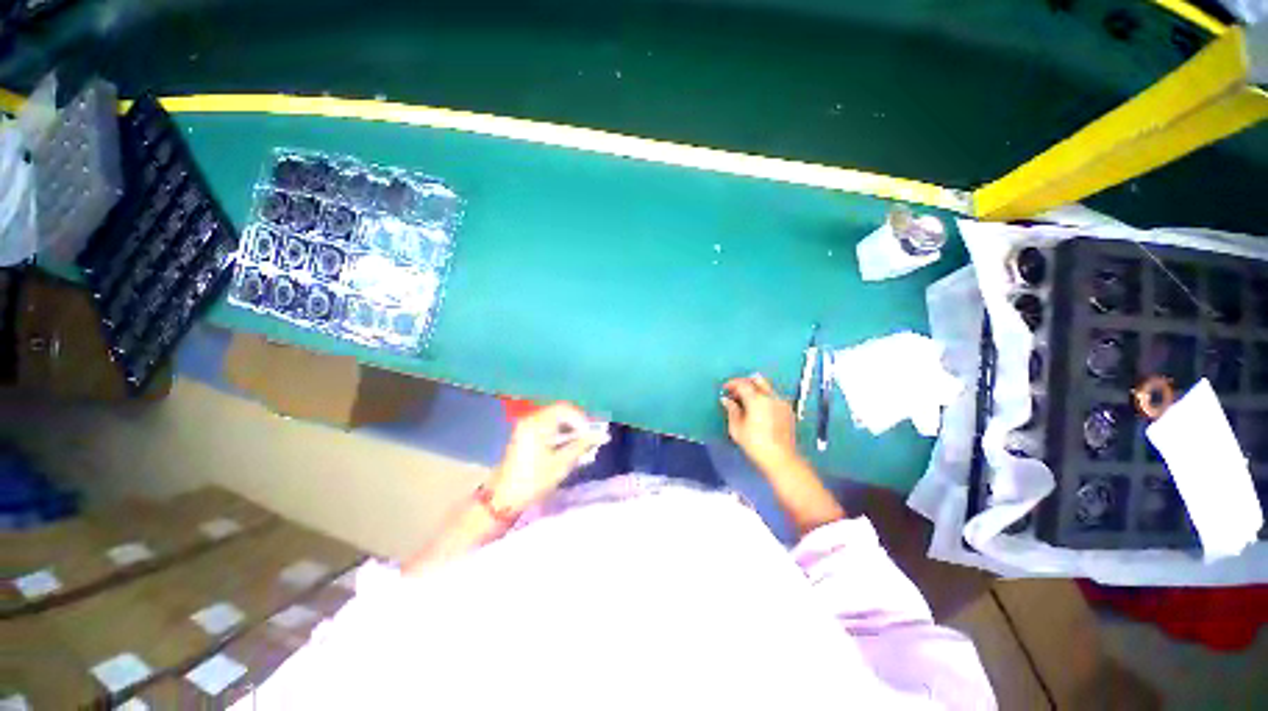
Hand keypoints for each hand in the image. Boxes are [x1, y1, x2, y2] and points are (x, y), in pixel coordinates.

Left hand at [488, 402, 605, 512]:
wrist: (503, 498)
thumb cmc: (534, 480)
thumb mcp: (562, 463)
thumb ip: (583, 445)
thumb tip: (603, 435)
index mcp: (538, 423)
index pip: (566, 409)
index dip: (582, 419)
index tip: (592, 435)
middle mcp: (531, 419)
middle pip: (560, 412)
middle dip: (577, 423)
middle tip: (589, 438)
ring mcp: (526, 426)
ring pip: (555, 419)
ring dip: (569, 428)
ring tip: (581, 445)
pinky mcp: (524, 435)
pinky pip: (547, 426)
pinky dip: (560, 433)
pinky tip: (567, 447)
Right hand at [722, 373, 844, 536]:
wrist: (782, 459)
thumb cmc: (755, 444)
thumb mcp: (737, 429)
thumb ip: (731, 410)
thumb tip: (726, 400)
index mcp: (757, 400)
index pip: (743, 384)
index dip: (732, 384)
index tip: (725, 388)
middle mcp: (771, 397)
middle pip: (758, 380)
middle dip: (745, 382)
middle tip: (736, 392)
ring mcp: (782, 403)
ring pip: (767, 388)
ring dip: (755, 390)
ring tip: (746, 402)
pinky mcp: (788, 411)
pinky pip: (774, 397)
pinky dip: (764, 398)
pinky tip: (758, 410)